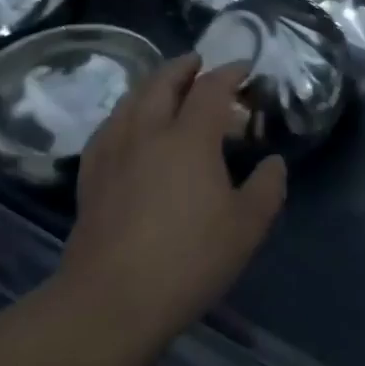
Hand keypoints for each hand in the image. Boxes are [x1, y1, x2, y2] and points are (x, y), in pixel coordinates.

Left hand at [60, 55, 286, 339]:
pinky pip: (108, 128)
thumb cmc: (187, 260)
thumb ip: (267, 188)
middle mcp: (148, 133)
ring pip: (130, 100)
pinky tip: (126, 126)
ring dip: (151, 85)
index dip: (229, 72)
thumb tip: (273, 163)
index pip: (210, 88)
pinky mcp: (91, 178)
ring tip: (163, 85)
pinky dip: (124, 114)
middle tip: (198, 62)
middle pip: (162, 82)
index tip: (244, 68)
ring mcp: (114, 153)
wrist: (110, 303)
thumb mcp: (246, 228)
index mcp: (189, 138)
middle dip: (183, 67)